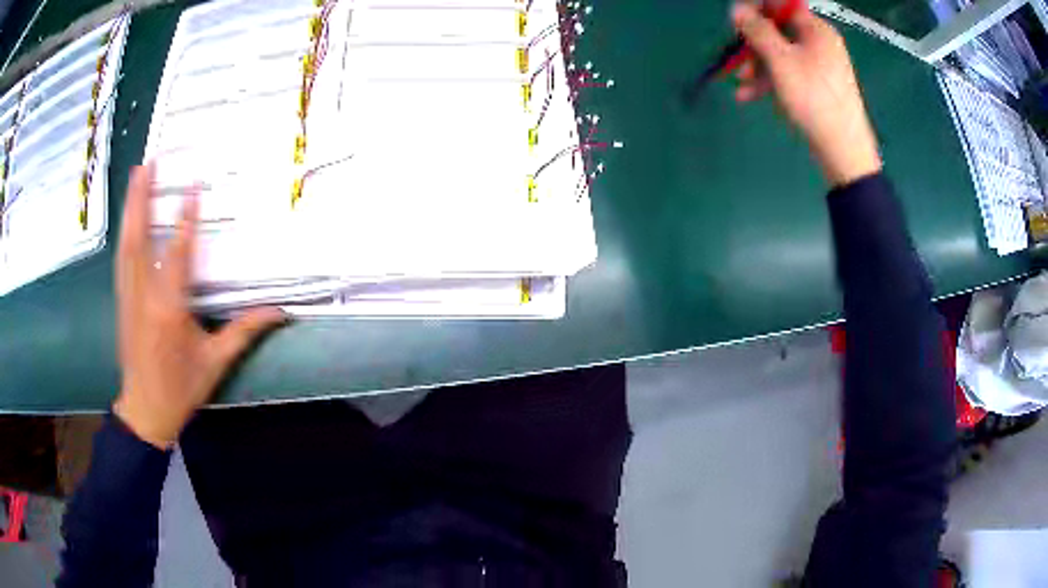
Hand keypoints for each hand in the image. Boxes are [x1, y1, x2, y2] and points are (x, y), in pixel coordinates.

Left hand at [113, 164, 286, 448]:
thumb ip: (244, 332)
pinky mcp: (121, 301)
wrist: (145, 410)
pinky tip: (128, 217)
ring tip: (136, 175)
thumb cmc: (181, 388)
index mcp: (169, 309)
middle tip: (148, 163)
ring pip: (126, 244)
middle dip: (142, 198)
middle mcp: (144, 295)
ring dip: (130, 208)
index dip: (186, 218)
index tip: (192, 185)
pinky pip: (122, 259)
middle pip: (140, 238)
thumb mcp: (216, 362)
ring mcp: (128, 296)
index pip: (178, 254)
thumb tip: (279, 311)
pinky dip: (125, 232)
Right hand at [732, 2, 881, 186]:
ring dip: (756, 67)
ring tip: (741, 86)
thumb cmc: (814, 100)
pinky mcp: (817, 85)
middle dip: (752, 45)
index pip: (780, 5)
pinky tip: (751, 96)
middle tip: (736, 61)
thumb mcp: (781, 61)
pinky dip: (769, 81)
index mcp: (815, 29)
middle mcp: (819, 42)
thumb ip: (758, 31)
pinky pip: (788, 73)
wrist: (844, 151)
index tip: (736, 23)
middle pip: (777, 30)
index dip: (755, 9)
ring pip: (780, 54)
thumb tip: (737, 9)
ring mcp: (819, 65)